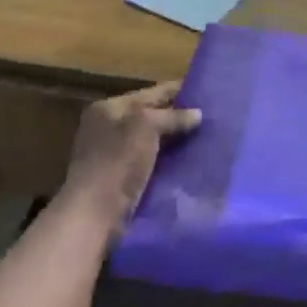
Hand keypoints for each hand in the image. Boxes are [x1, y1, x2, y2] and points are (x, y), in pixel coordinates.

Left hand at [61, 81, 202, 231]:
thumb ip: (173, 116)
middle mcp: (108, 128)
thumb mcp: (146, 126)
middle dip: (178, 117)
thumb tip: (198, 114)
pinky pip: (151, 162)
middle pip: (151, 116)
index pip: (151, 93)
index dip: (178, 91)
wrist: (94, 215)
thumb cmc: (117, 161)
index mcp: (108, 108)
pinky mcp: (120, 179)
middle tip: (211, 117)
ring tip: (207, 138)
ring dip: (175, 141)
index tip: (207, 92)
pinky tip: (191, 161)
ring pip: (153, 141)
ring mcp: (112, 155)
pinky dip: (168, 161)